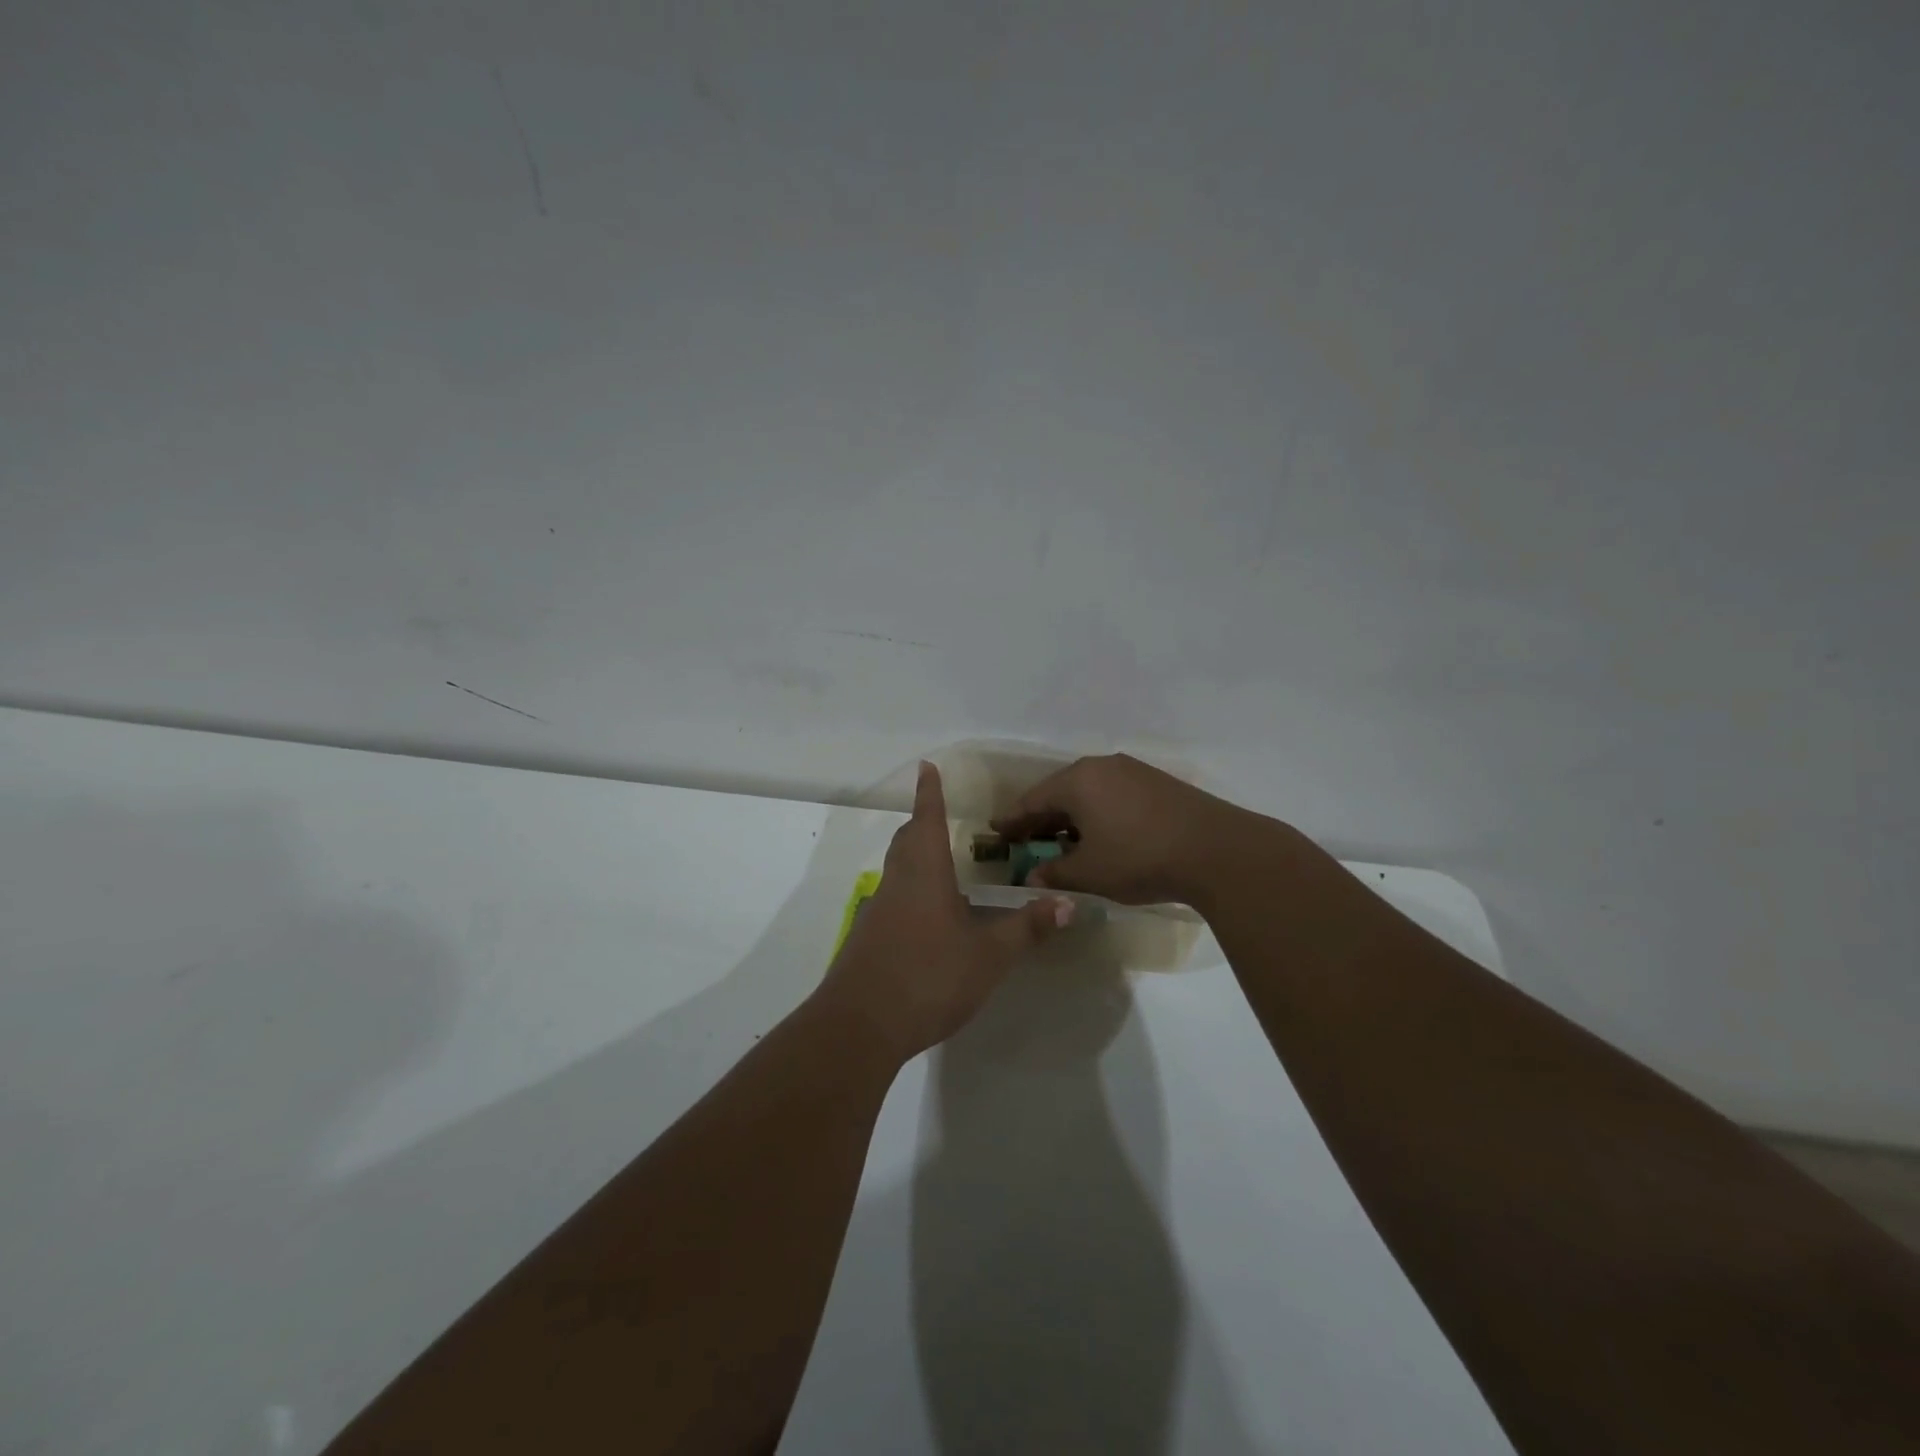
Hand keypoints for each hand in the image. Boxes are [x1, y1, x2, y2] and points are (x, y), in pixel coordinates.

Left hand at [818, 762, 1072, 1062]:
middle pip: (907, 841)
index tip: (926, 767)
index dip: (930, 793)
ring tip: (942, 866)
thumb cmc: (929, 977)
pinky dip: (910, 892)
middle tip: (941, 817)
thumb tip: (1067, 902)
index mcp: (925, 874)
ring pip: (897, 870)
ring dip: (915, 857)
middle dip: (922, 823)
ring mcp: (878, 911)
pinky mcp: (868, 939)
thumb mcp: (989, 956)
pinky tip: (928, 919)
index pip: (927, 820)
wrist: (860, 1025)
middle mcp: (897, 883)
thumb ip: (1026, 928)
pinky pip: (892, 900)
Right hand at [991, 753, 1270, 906]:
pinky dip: (1098, 814)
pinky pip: (1113, 795)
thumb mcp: (1090, 873)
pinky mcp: (1158, 784)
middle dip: (1042, 818)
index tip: (996, 831)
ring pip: (1089, 793)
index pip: (1033, 799)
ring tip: (1063, 842)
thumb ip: (1055, 874)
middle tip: (1026, 839)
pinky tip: (1102, 836)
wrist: (1217, 851)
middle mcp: (1102, 766)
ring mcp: (1133, 772)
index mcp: (1078, 781)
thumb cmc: (1140, 858)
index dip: (1013, 819)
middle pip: (1061, 792)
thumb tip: (1032, 879)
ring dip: (1072, 817)